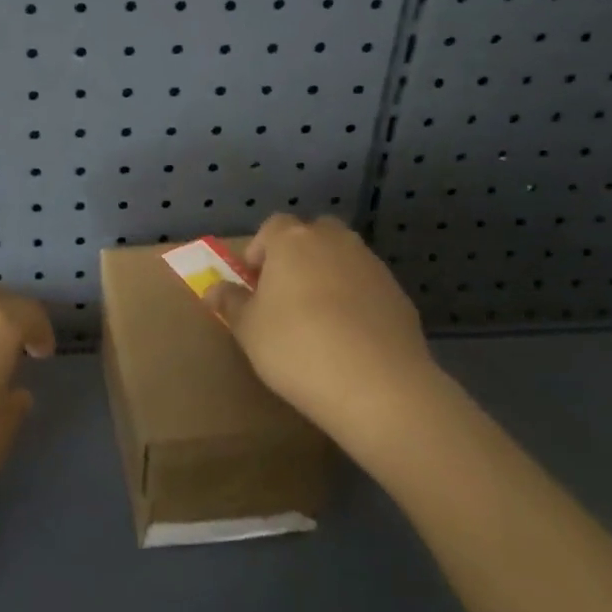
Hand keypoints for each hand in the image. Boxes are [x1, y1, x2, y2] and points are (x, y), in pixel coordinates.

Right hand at [201, 215, 435, 453]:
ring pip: (343, 258)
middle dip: (298, 255)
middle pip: (312, 234)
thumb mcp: (249, 330)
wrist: (377, 385)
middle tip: (286, 293)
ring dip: (329, 276)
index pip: (272, 226)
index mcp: (292, 240)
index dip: (260, 249)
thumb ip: (230, 303)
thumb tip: (213, 289)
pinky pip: (367, 287)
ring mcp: (371, 265)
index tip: (253, 281)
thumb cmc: (296, 348)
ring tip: (319, 318)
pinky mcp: (398, 294)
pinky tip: (350, 337)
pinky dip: (356, 300)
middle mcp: (334, 241)